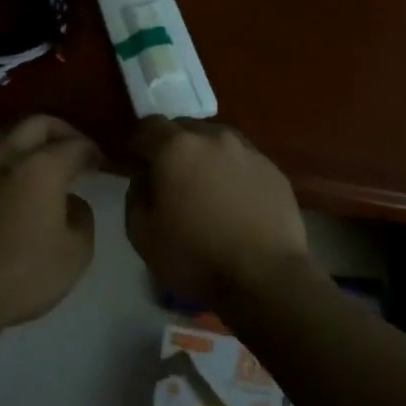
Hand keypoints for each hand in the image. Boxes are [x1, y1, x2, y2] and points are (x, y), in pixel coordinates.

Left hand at [0, 115, 99, 334]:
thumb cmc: (22, 275)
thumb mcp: (76, 254)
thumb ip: (82, 218)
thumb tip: (71, 203)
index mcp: (41, 168)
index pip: (75, 145)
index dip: (92, 151)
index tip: (99, 163)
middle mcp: (6, 157)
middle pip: (37, 125)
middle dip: (61, 132)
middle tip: (74, 150)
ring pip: (5, 137)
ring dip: (27, 144)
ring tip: (40, 166)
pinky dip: (4, 166)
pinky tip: (9, 190)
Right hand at [125, 116, 312, 308]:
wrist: (265, 279)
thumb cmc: (194, 256)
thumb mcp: (141, 232)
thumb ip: (136, 192)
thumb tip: (145, 176)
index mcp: (176, 147)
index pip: (147, 126)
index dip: (135, 144)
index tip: (132, 164)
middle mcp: (213, 137)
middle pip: (183, 129)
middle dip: (170, 147)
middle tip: (168, 177)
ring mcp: (248, 151)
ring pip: (215, 142)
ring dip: (203, 157)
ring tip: (204, 188)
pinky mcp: (273, 170)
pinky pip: (242, 161)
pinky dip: (231, 172)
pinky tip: (233, 201)